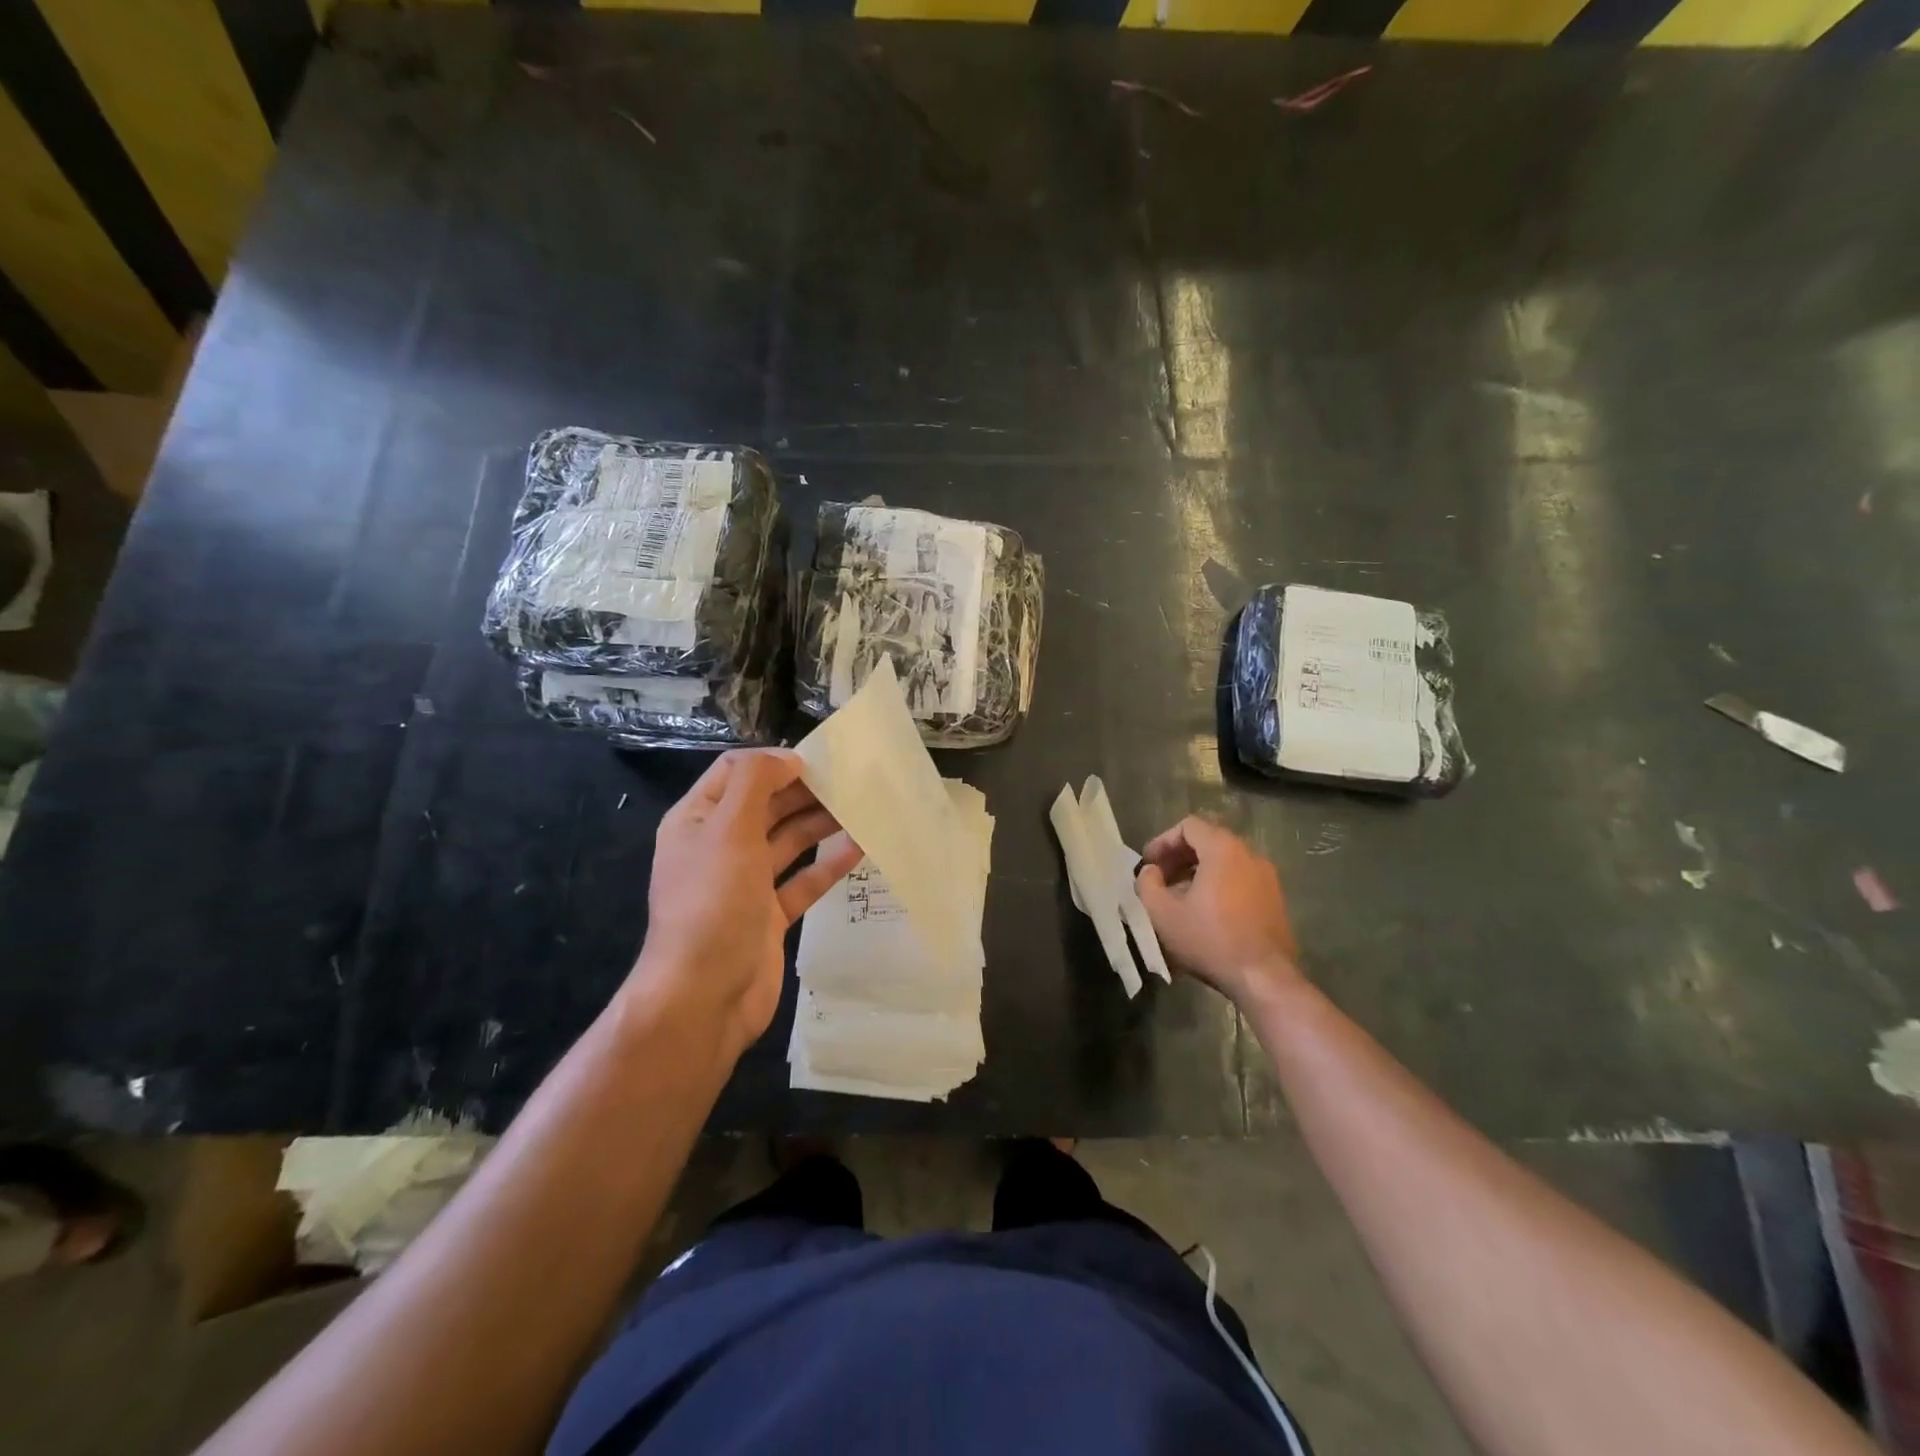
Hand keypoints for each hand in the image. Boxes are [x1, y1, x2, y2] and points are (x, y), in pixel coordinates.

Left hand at [630, 749, 862, 1061]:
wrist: (704, 996)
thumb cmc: (713, 903)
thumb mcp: (728, 830)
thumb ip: (755, 782)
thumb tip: (786, 760)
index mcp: (697, 821)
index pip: (735, 772)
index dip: (774, 762)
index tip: (818, 761)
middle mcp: (719, 847)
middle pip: (765, 805)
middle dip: (804, 791)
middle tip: (850, 782)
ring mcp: (744, 883)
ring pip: (787, 841)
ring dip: (819, 823)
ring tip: (861, 808)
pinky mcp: (768, 915)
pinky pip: (802, 880)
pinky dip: (827, 864)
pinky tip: (859, 848)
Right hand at [1135, 816, 1302, 1007]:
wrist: (1264, 978)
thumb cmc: (1210, 940)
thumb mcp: (1162, 913)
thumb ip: (1147, 883)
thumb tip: (1150, 872)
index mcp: (1223, 850)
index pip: (1189, 826)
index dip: (1163, 841)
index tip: (1149, 864)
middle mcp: (1249, 855)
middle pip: (1208, 841)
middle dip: (1179, 857)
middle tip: (1160, 879)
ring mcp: (1267, 877)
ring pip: (1225, 862)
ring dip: (1198, 872)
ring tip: (1179, 898)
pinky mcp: (1275, 899)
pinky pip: (1240, 879)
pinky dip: (1219, 885)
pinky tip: (1205, 913)